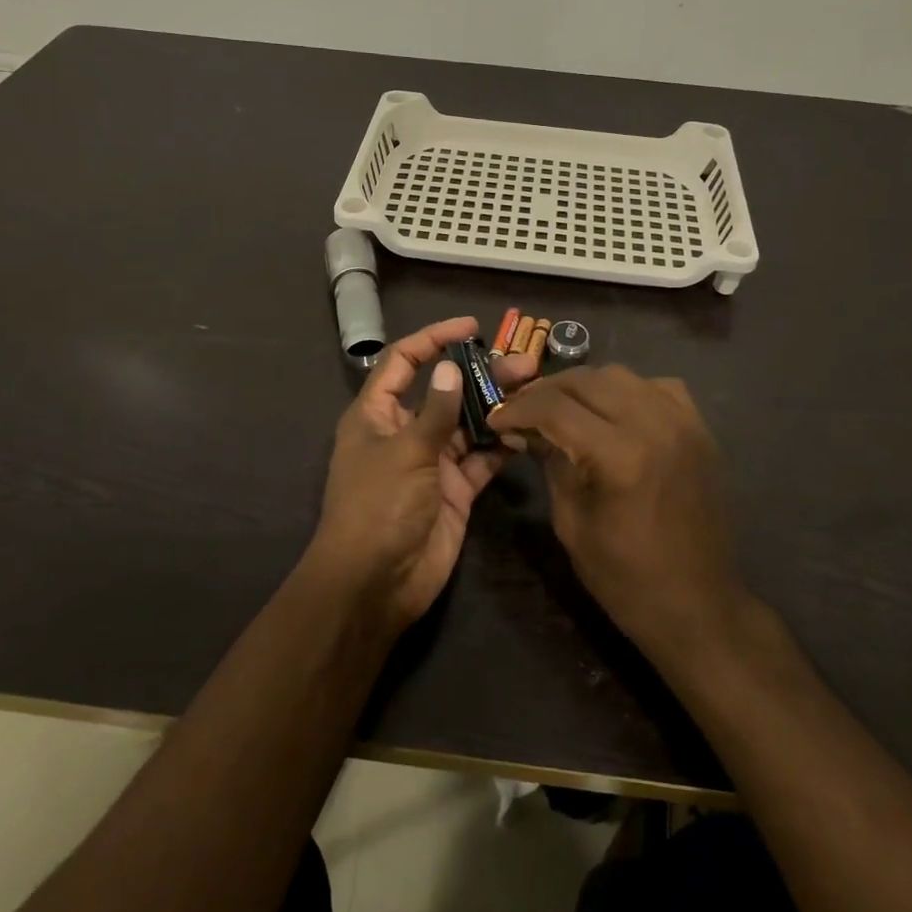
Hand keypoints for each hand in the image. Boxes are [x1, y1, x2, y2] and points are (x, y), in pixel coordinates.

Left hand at [310, 317, 535, 634]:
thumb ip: (435, 410)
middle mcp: (405, 432)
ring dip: (498, 407)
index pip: (403, 362)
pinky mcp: (456, 489)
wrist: (377, 584)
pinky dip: (501, 445)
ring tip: (534, 389)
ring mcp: (432, 461)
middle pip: (445, 391)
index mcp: (377, 415)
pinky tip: (527, 431)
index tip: (470, 328)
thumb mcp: (405, 452)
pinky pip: (481, 459)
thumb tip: (451, 366)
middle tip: (523, 363)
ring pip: (468, 423)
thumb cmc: (378, 507)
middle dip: (480, 375)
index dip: (432, 339)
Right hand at [489, 365, 744, 660]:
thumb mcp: (572, 523)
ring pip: (621, 375)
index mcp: (619, 456)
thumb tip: (523, 429)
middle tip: (523, 410)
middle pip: (587, 380)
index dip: (518, 408)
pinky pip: (657, 387)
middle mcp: (654, 425)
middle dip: (546, 391)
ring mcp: (684, 423)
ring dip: (584, 386)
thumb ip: (550, 463)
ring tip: (562, 408)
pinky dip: (628, 391)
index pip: (555, 408)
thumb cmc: (626, 578)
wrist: (699, 607)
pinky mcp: (700, 429)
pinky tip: (613, 412)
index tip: (496, 417)